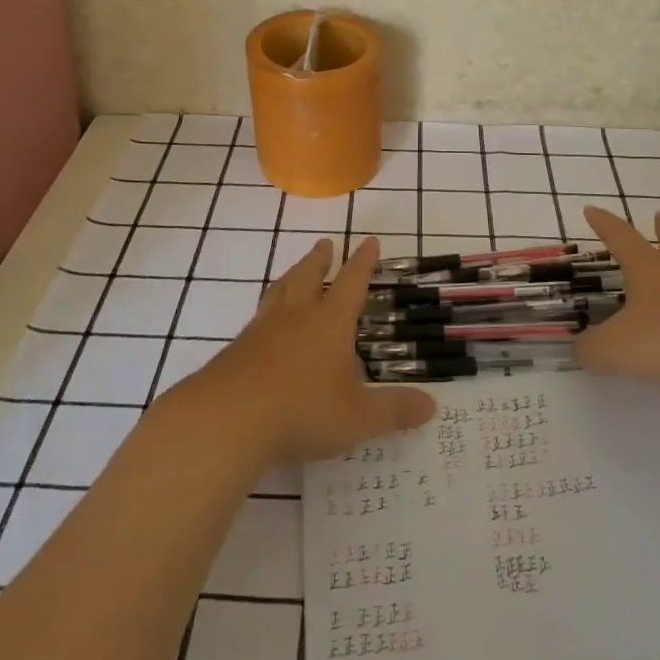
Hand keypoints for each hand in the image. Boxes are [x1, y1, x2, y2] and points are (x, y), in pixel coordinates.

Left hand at [170, 237, 434, 467]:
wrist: (227, 419)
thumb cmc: (302, 410)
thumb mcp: (357, 418)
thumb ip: (394, 412)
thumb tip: (431, 406)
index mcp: (329, 322)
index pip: (352, 282)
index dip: (363, 261)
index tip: (369, 240)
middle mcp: (296, 316)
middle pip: (308, 276)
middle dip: (320, 259)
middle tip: (324, 244)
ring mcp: (262, 330)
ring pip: (279, 292)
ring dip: (290, 276)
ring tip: (293, 272)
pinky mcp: (236, 349)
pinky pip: (257, 319)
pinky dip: (267, 311)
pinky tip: (264, 326)